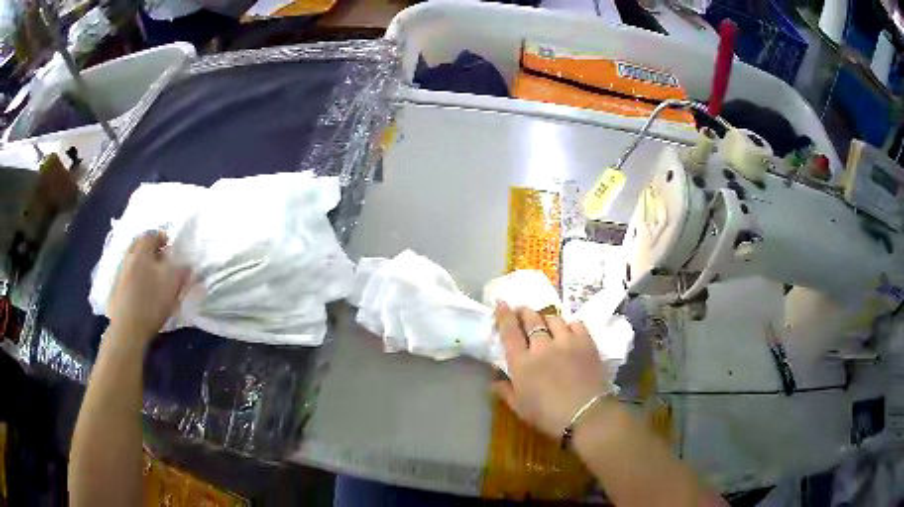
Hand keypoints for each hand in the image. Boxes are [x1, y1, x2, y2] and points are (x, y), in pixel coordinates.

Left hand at [107, 231, 188, 344]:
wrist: (126, 330)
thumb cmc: (151, 302)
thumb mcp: (173, 284)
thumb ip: (182, 270)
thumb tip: (187, 264)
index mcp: (142, 250)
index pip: (152, 235)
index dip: (163, 238)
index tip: (172, 248)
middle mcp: (128, 256)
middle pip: (139, 246)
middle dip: (151, 251)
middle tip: (162, 261)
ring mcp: (119, 274)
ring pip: (132, 262)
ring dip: (142, 266)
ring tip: (152, 279)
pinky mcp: (114, 291)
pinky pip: (127, 277)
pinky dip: (135, 280)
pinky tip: (141, 294)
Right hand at [492, 303, 608, 438]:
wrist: (585, 414)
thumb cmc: (546, 415)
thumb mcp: (519, 407)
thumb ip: (505, 390)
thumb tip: (494, 379)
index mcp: (521, 362)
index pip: (509, 331)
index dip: (503, 315)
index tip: (501, 303)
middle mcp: (541, 346)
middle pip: (531, 319)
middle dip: (524, 312)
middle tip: (522, 311)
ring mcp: (566, 341)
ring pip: (553, 319)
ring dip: (546, 318)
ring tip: (546, 322)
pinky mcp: (586, 342)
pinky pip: (576, 324)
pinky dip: (569, 324)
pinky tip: (569, 330)